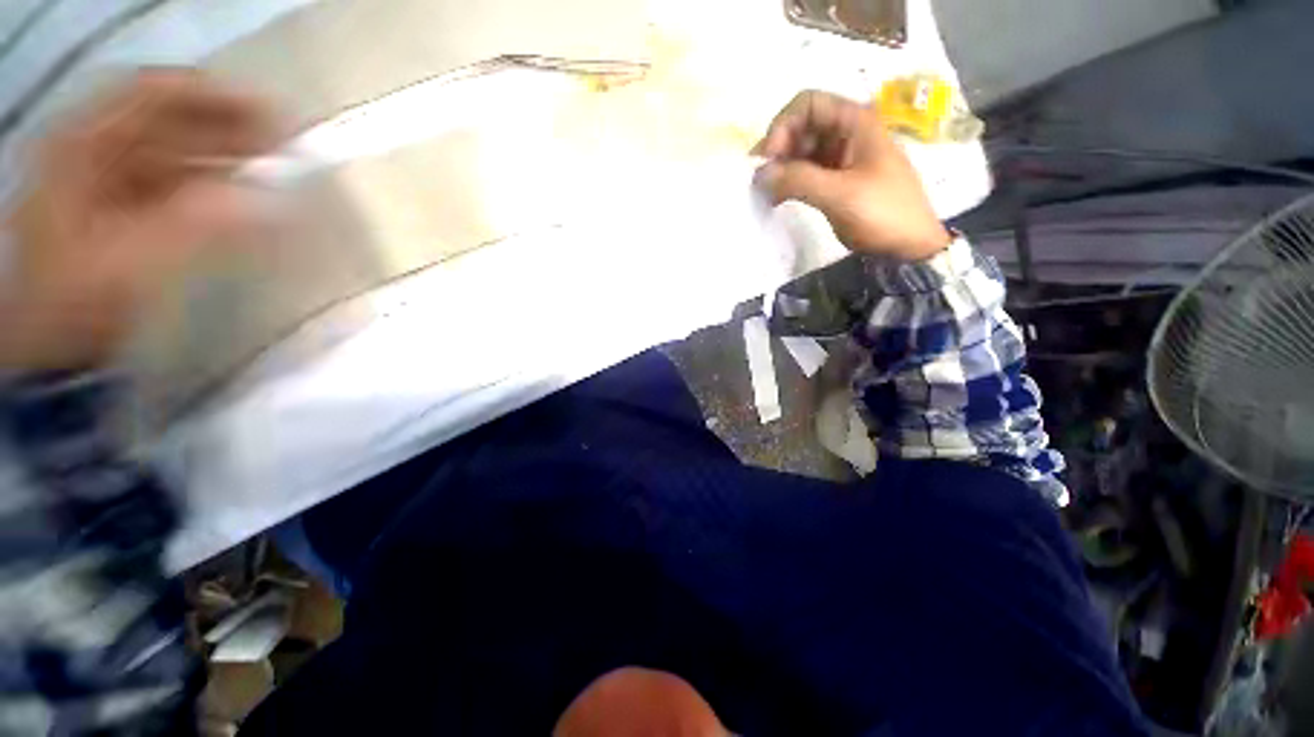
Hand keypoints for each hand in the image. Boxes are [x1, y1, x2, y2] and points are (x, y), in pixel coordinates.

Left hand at [0, 70, 280, 371]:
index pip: (152, 92)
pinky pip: (177, 178)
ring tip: (276, 169)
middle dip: (229, 127)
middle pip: (168, 117)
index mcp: (82, 144)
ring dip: (226, 155)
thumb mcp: (135, 261)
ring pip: (176, 148)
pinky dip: (214, 182)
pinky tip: (246, 194)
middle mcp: (94, 147)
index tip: (273, 115)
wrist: (49, 344)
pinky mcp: (126, 204)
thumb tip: (274, 202)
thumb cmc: (79, 300)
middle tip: (287, 146)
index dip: (213, 95)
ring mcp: (109, 176)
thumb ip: (201, 224)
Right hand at [753, 90, 950, 260]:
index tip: (769, 159)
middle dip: (778, 149)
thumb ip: (798, 180)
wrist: (908, 246)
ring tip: (765, 193)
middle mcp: (846, 134)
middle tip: (760, 180)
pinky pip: (805, 173)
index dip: (783, 126)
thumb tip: (759, 174)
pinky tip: (775, 200)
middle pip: (802, 127)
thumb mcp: (840, 194)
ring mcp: (841, 158)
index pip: (808, 104)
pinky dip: (788, 183)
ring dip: (780, 168)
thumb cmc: (883, 212)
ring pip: (801, 152)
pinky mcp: (835, 182)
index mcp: (855, 122)